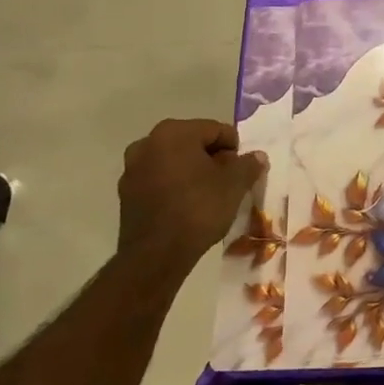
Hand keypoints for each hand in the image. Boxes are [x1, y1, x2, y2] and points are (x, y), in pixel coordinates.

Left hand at [118, 118, 265, 262]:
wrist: (156, 255)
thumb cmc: (199, 209)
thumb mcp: (235, 185)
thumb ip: (248, 165)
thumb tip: (256, 156)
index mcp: (174, 132)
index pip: (216, 129)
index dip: (235, 148)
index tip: (243, 170)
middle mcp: (148, 143)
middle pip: (192, 143)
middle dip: (213, 159)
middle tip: (229, 181)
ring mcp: (132, 168)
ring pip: (174, 162)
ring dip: (193, 172)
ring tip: (209, 195)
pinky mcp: (126, 193)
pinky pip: (159, 180)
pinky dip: (175, 187)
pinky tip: (188, 206)